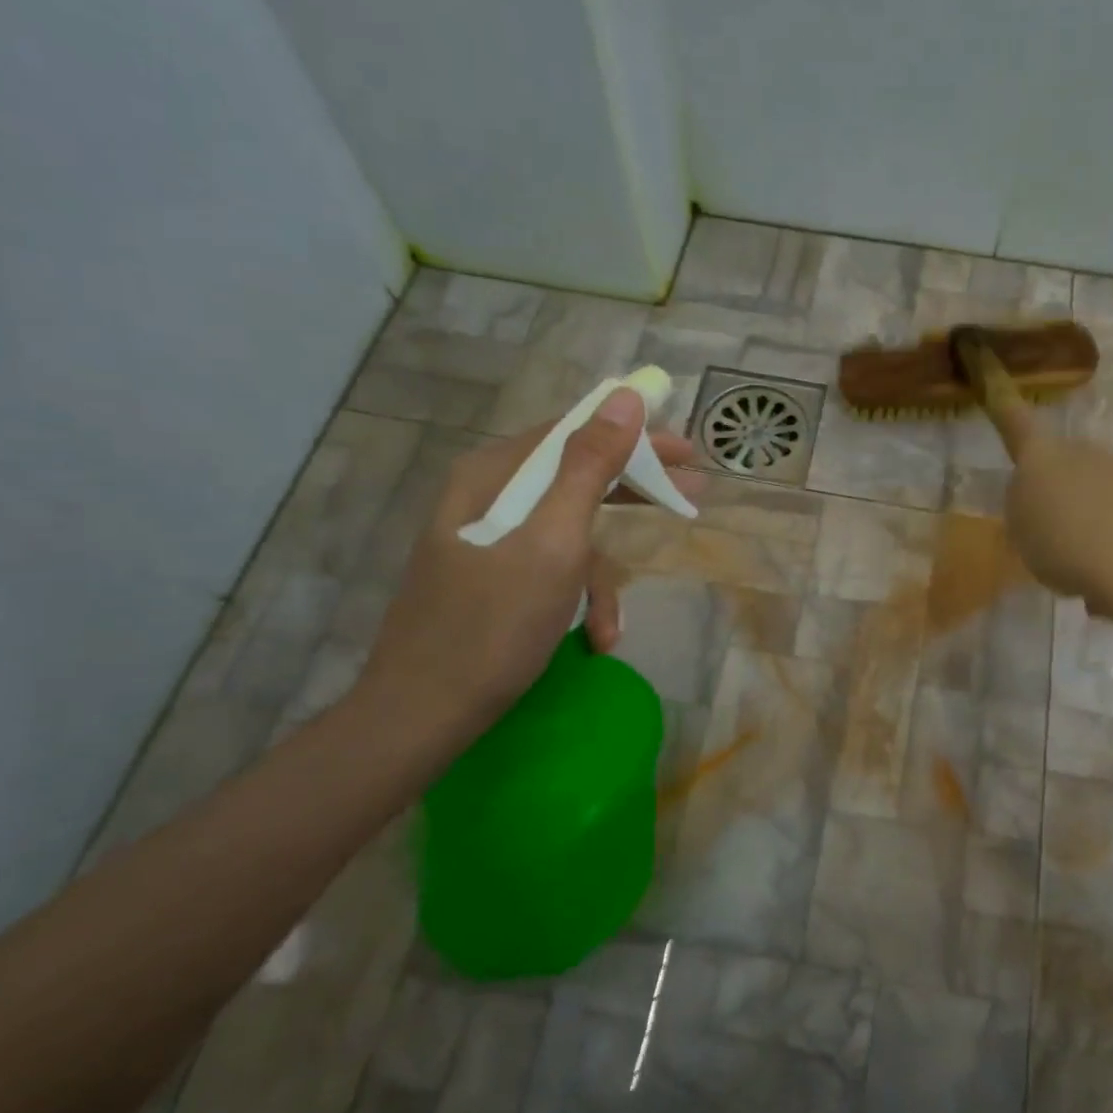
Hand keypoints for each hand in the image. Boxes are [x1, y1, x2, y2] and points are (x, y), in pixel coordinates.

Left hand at [351, 388, 699, 743]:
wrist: (423, 715)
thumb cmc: (493, 625)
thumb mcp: (554, 542)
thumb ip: (589, 467)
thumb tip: (624, 398)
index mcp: (494, 475)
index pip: (574, 432)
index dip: (635, 437)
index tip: (686, 452)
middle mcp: (487, 497)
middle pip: (575, 478)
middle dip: (632, 497)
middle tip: (689, 497)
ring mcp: (488, 541)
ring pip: (568, 536)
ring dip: (600, 580)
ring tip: (610, 628)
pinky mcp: (492, 579)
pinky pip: (551, 571)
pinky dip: (577, 601)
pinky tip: (592, 639)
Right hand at [985, 388, 1112, 613]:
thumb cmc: (1063, 543)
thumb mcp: (1020, 531)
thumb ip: (1025, 507)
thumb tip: (1042, 501)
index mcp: (1041, 455)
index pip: (1016, 422)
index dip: (1005, 406)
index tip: (996, 379)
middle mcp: (1084, 452)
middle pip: (1060, 464)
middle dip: (1054, 491)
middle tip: (1045, 536)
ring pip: (1092, 495)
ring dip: (1084, 523)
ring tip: (1078, 570)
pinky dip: (1110, 545)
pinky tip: (1107, 582)